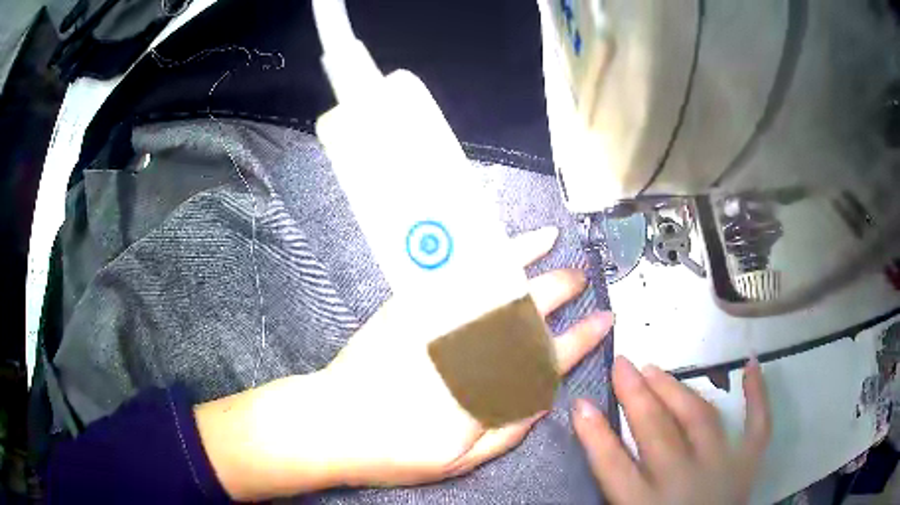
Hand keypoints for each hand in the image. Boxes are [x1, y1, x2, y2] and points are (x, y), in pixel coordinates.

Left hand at [196, 227, 613, 500]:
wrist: (333, 423)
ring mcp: (438, 320)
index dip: (582, 338)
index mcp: (488, 390)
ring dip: (531, 262)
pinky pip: (455, 273)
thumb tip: (542, 397)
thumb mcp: (460, 460)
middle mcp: (469, 350)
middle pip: (528, 311)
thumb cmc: (395, 451)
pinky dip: (482, 255)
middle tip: (582, 279)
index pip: (549, 358)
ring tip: (557, 250)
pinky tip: (499, 244)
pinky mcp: (411, 305)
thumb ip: (509, 428)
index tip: (603, 321)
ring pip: (495, 283)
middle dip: (561, 290)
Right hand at [573, 357, 771, 504]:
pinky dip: (758, 395)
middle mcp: (684, 480)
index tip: (581, 403)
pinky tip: (752, 364)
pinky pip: (758, 425)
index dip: (594, 432)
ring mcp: (721, 466)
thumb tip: (602, 452)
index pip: (612, 464)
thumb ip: (615, 488)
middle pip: (656, 430)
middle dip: (635, 395)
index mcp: (644, 503)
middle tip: (622, 365)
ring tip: (655, 369)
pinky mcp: (748, 463)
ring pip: (699, 418)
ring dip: (676, 390)